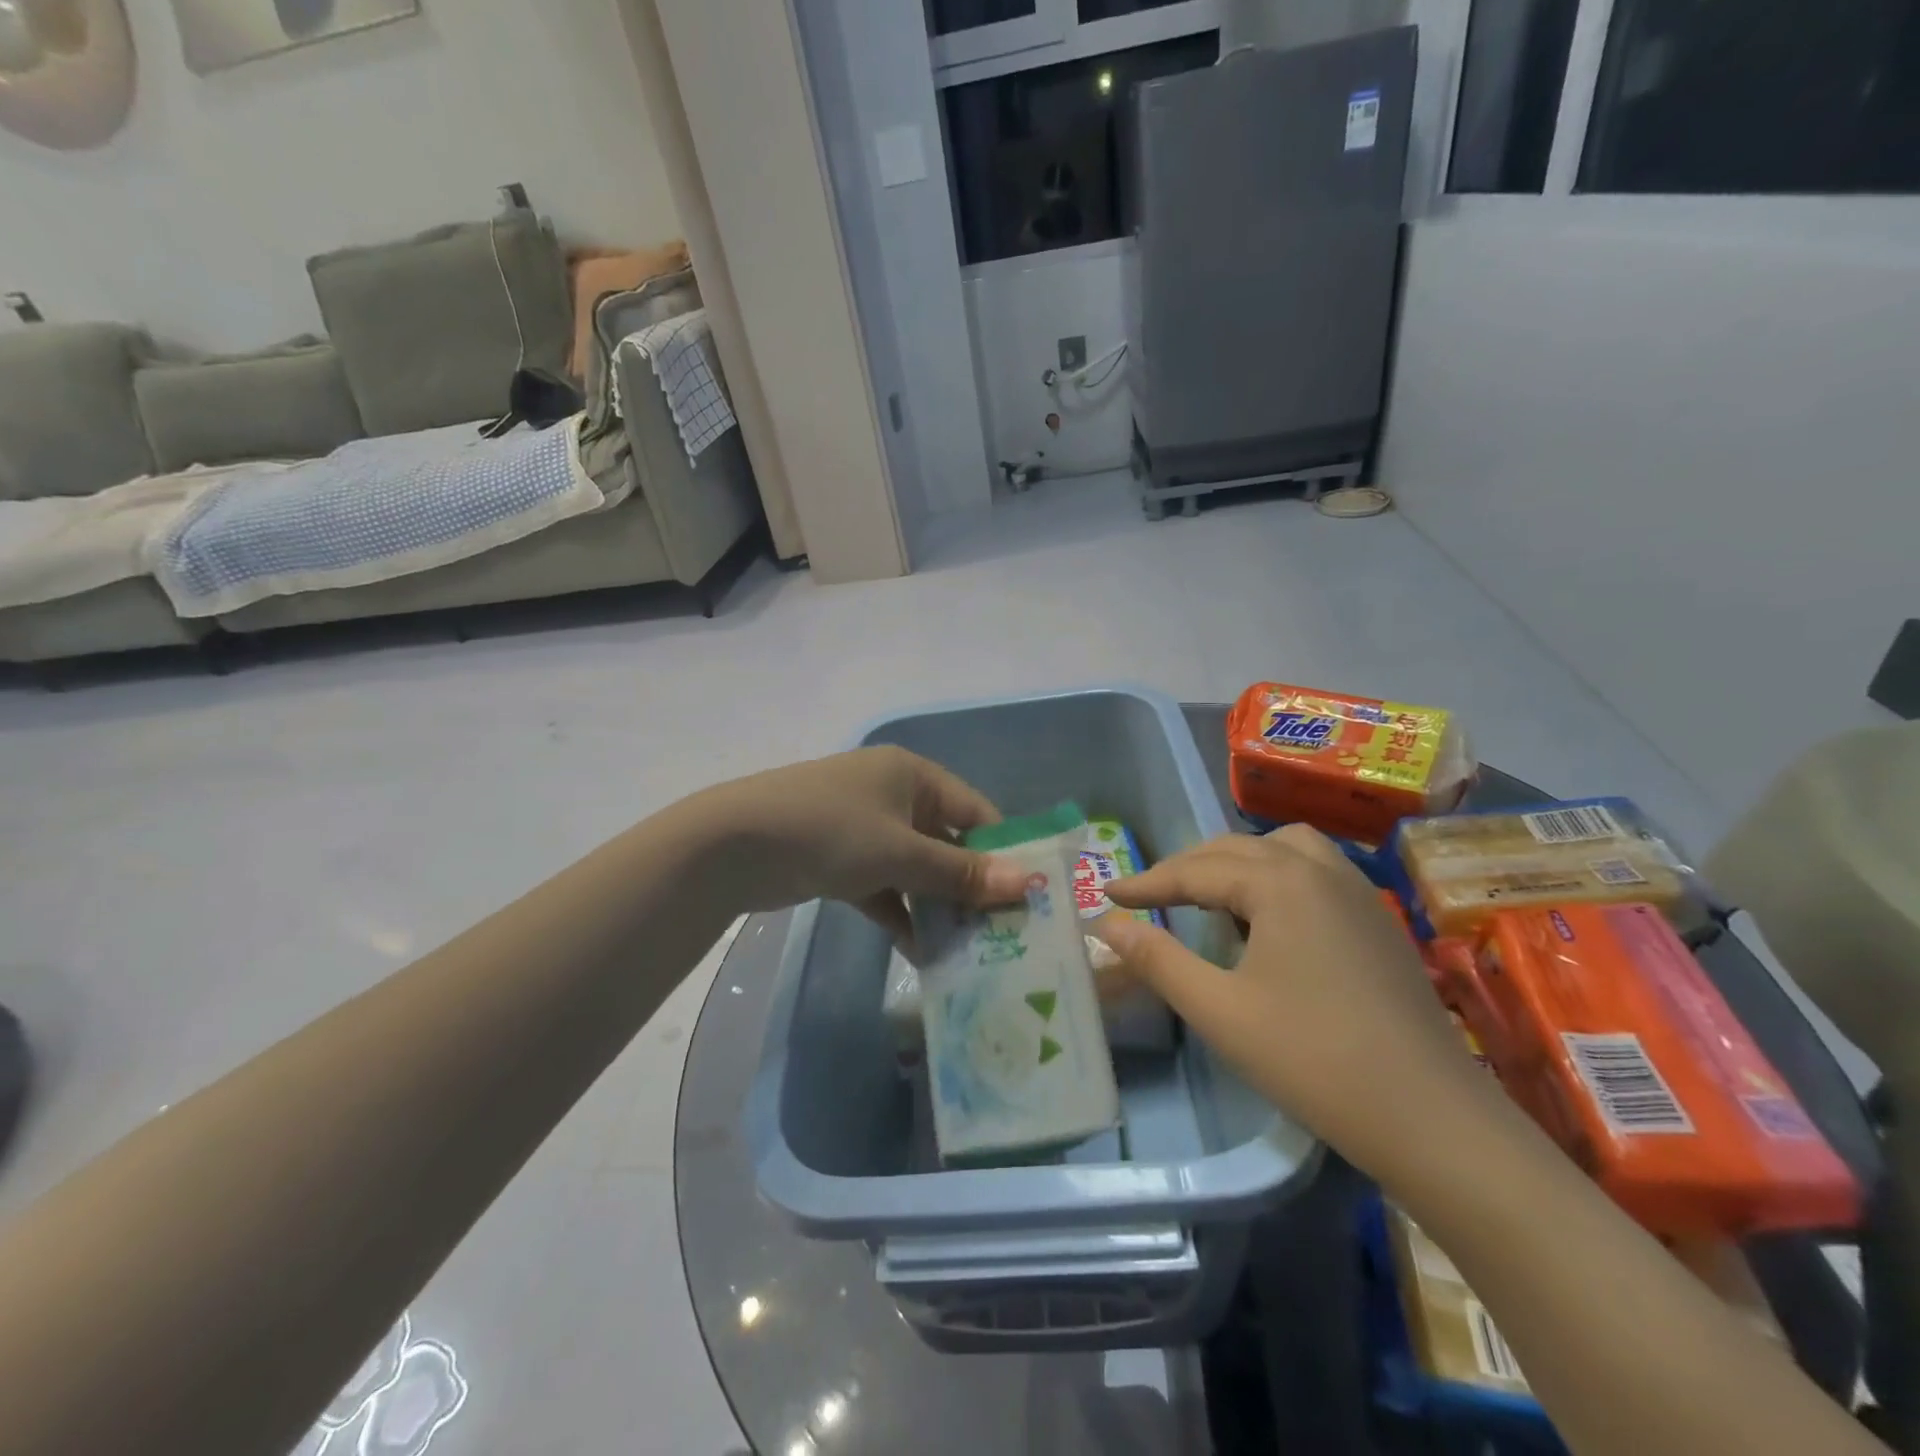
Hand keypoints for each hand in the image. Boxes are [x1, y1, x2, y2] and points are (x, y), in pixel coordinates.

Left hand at [689, 747, 1029, 942]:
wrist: (733, 846)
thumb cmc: (830, 831)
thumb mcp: (901, 852)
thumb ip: (961, 873)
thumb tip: (1025, 884)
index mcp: (911, 775)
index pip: (974, 811)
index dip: (1002, 851)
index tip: (1027, 896)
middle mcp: (891, 795)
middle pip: (945, 842)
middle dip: (969, 886)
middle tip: (1001, 932)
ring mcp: (862, 829)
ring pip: (914, 869)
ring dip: (935, 907)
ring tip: (967, 950)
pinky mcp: (838, 861)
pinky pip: (883, 887)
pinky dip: (899, 914)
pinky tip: (920, 953)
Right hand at [1096, 826, 1495, 1179]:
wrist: (1433, 1120)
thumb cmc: (1314, 1060)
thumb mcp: (1219, 1011)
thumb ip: (1157, 959)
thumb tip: (1105, 923)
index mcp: (1281, 883)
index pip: (1195, 870)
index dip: (1147, 883)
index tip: (1106, 893)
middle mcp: (1320, 871)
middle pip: (1237, 849)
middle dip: (1187, 868)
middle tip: (1150, 897)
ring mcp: (1358, 894)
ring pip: (1284, 850)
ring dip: (1239, 863)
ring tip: (1212, 898)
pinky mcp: (1378, 923)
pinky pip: (1316, 872)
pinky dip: (1278, 878)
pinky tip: (1270, 922)